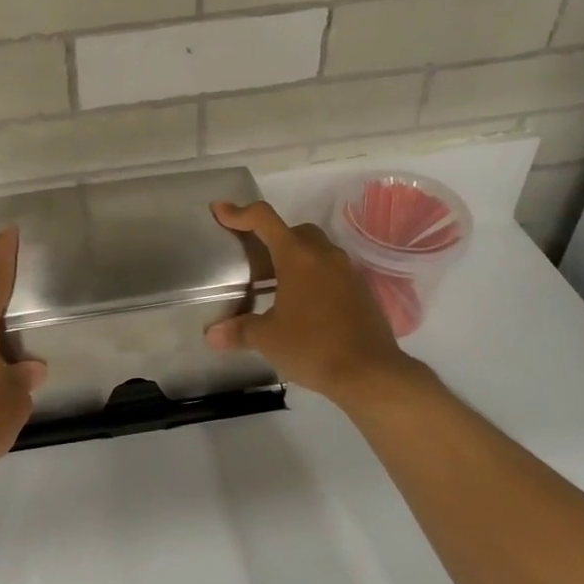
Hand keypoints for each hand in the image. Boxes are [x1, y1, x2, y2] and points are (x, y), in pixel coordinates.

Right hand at [205, 200, 429, 411]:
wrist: (370, 373)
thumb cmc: (312, 347)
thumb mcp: (268, 339)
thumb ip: (239, 331)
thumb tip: (212, 336)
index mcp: (297, 256)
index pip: (264, 219)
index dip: (239, 213)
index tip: (220, 211)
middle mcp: (324, 255)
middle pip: (294, 231)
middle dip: (271, 238)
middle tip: (253, 261)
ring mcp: (347, 271)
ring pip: (316, 250)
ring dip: (295, 258)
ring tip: (276, 284)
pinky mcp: (361, 290)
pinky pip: (332, 271)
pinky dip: (314, 276)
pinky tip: (304, 305)